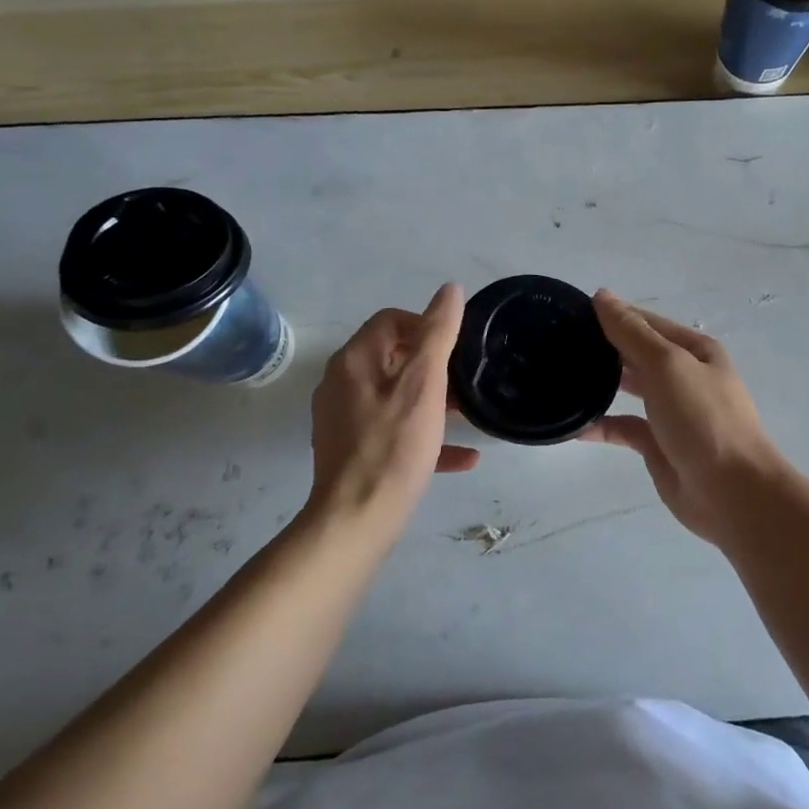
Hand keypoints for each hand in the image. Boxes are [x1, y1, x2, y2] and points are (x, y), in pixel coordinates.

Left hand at [308, 284, 479, 532]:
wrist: (357, 518)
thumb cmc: (394, 446)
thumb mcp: (424, 384)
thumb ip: (438, 334)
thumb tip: (449, 290)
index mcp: (355, 360)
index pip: (391, 320)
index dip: (426, 325)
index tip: (456, 348)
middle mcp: (342, 382)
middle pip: (393, 357)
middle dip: (433, 366)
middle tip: (466, 382)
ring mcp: (343, 418)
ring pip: (395, 396)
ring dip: (432, 401)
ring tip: (467, 415)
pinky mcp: (351, 449)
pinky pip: (393, 431)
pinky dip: (424, 436)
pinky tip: (463, 456)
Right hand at [580, 290, 790, 544]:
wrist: (731, 492)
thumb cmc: (703, 418)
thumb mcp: (667, 364)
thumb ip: (631, 332)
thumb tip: (602, 296)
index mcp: (694, 350)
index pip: (646, 322)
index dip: (612, 315)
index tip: (569, 312)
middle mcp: (684, 376)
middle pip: (637, 353)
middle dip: (603, 347)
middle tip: (556, 344)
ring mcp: (671, 411)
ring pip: (629, 389)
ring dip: (600, 383)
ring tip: (560, 376)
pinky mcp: (658, 444)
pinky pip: (624, 427)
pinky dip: (601, 425)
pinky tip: (573, 425)